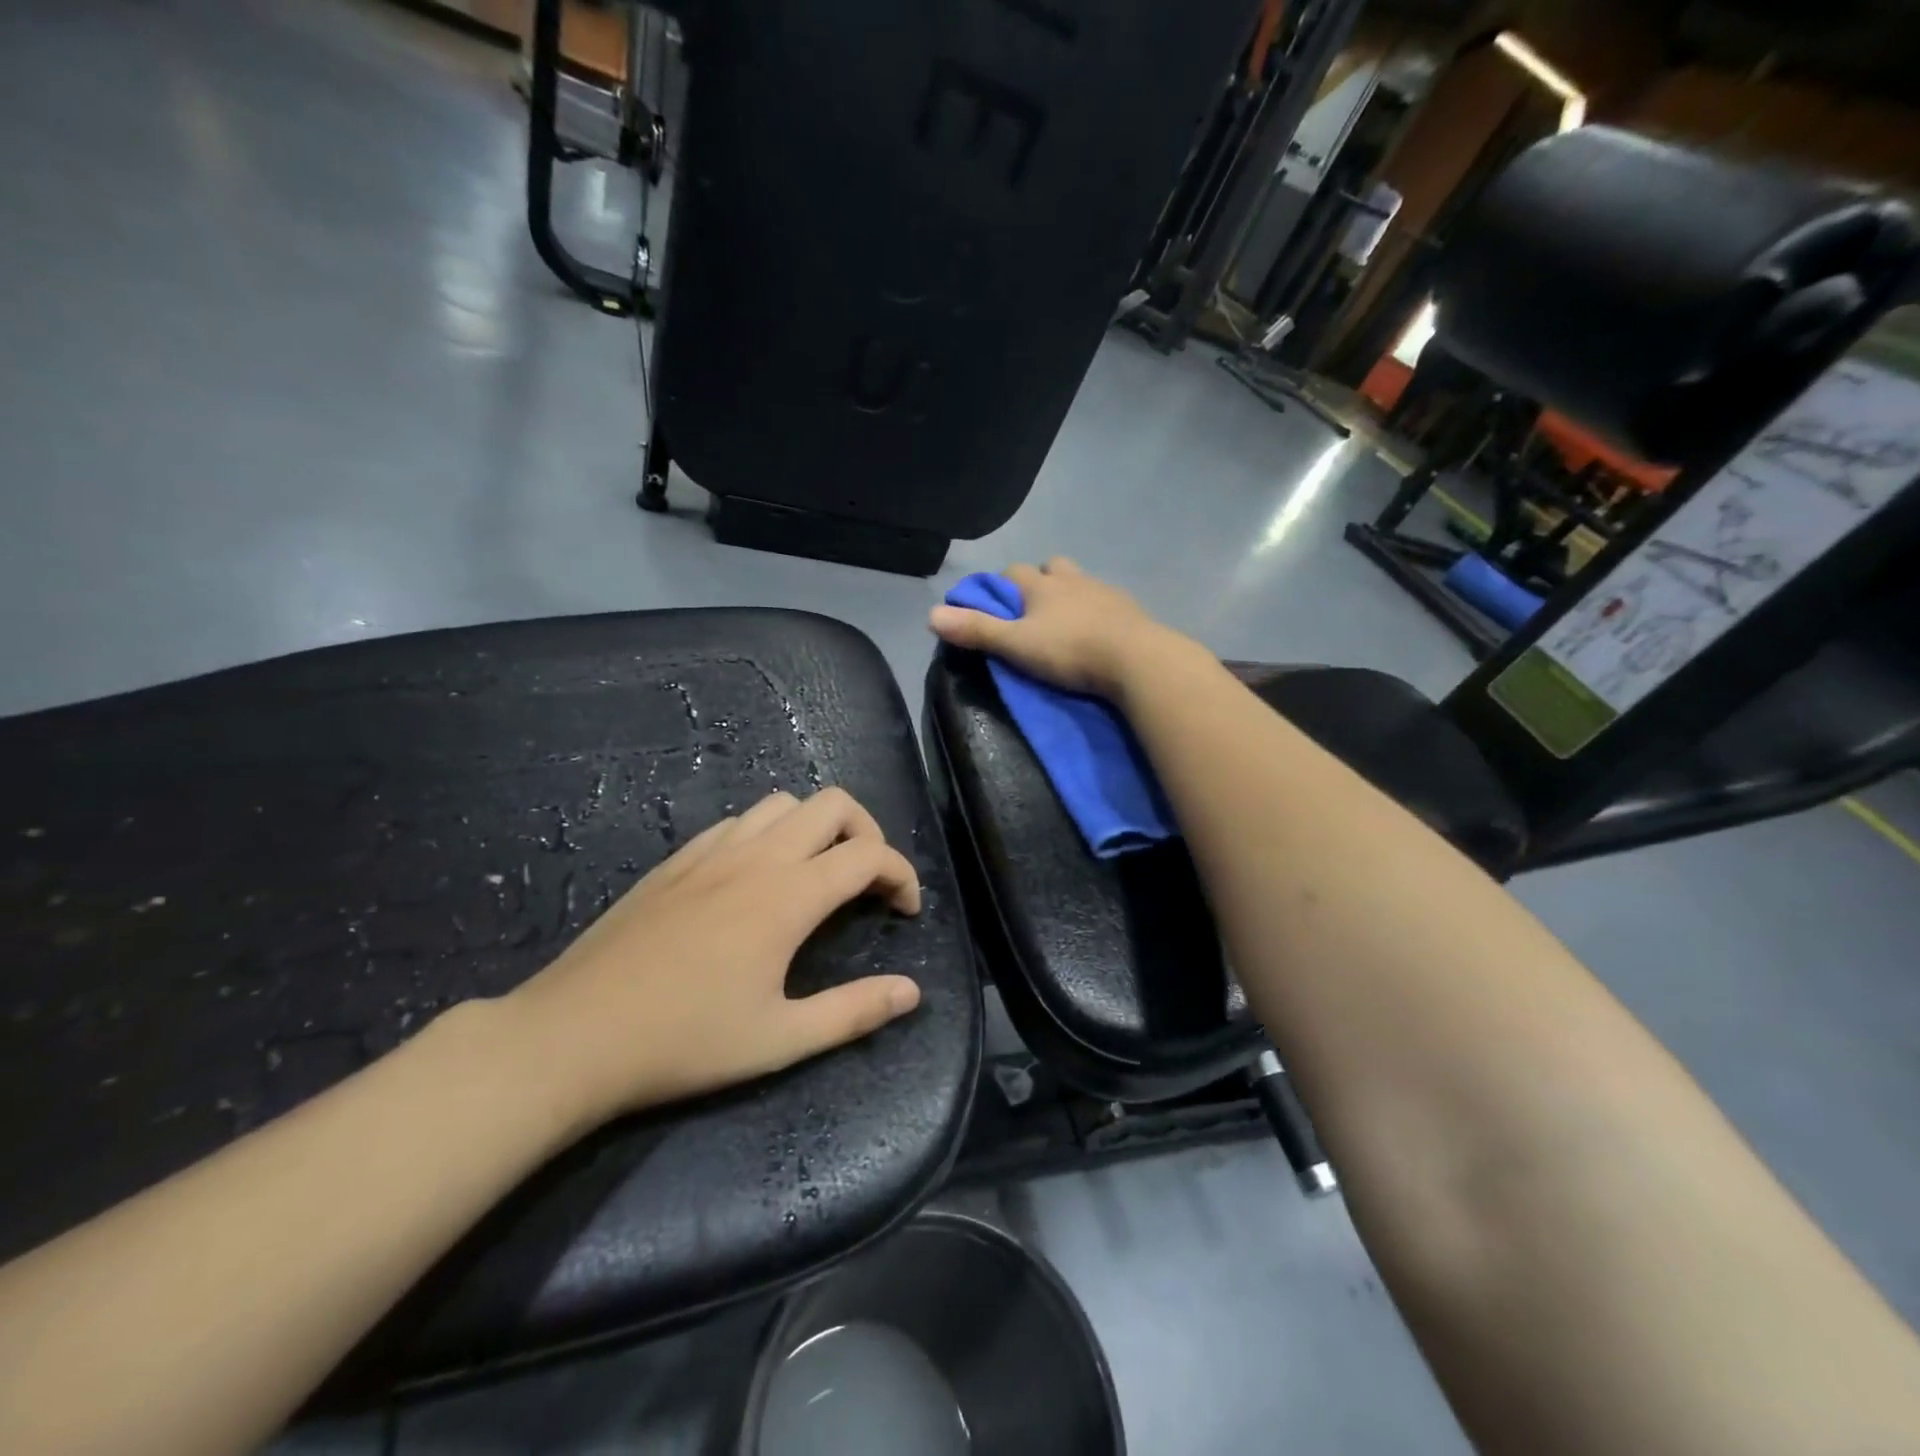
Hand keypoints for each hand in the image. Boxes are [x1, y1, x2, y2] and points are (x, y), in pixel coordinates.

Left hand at [502, 787, 921, 1130]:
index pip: (868, 856)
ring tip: (816, 874)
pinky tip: (755, 880)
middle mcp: (756, 857)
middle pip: (833, 804)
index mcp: (788, 895)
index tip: (906, 910)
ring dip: (816, 828)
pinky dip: (768, 834)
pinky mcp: (676, 860)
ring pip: (783, 804)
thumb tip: (911, 992)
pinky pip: (738, 823)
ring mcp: (711, 851)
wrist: (573, 1035)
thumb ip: (853, 1012)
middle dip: (867, 833)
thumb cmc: (684, 1041)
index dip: (902, 874)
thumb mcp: (780, 1039)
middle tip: (867, 882)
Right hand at [929, 557, 1187, 699]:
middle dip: (1040, 582)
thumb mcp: (1016, 645)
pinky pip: (1107, 603)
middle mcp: (1073, 579)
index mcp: (1042, 585)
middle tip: (1033, 612)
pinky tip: (1097, 633)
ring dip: (1070, 594)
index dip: (1001, 585)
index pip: (1013, 571)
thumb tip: (930, 615)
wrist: (1136, 659)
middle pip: (1052, 567)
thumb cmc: (1070, 650)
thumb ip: (976, 630)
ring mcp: (1105, 592)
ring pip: (1081, 582)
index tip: (995, 606)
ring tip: (1065, 622)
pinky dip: (1097, 612)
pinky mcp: (1130, 610)